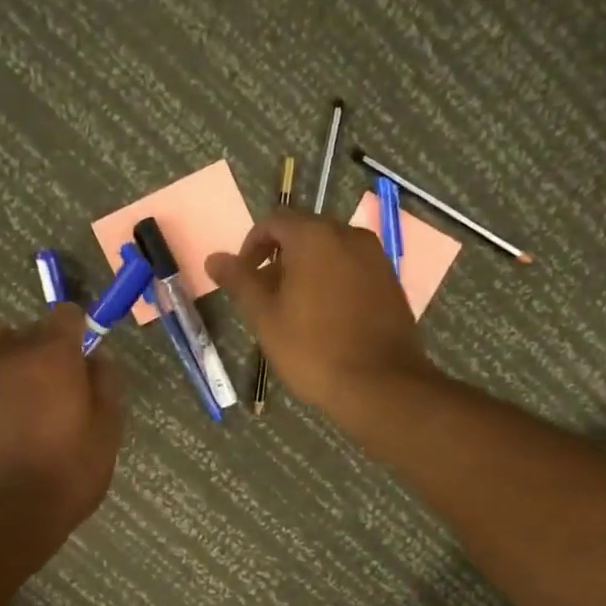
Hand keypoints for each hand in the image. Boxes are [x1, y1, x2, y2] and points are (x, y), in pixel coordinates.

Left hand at [0, 305, 124, 535]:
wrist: (2, 513)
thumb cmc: (66, 472)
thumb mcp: (107, 430)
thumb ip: (106, 383)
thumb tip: (98, 357)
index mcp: (52, 353)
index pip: (66, 315)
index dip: (80, 332)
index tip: (87, 360)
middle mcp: (10, 353)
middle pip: (32, 330)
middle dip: (49, 348)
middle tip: (63, 389)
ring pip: (1, 350)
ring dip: (17, 363)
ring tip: (30, 401)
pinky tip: (7, 423)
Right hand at [207, 208, 435, 420]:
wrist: (380, 384)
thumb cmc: (313, 349)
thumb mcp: (265, 317)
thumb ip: (240, 281)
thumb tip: (213, 258)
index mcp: (314, 237)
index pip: (274, 221)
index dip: (252, 245)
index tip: (243, 277)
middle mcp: (349, 235)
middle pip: (304, 233)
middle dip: (280, 258)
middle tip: (266, 297)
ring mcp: (376, 257)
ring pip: (330, 252)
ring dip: (307, 270)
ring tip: (294, 310)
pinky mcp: (391, 281)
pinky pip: (353, 269)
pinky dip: (333, 281)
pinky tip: (326, 317)